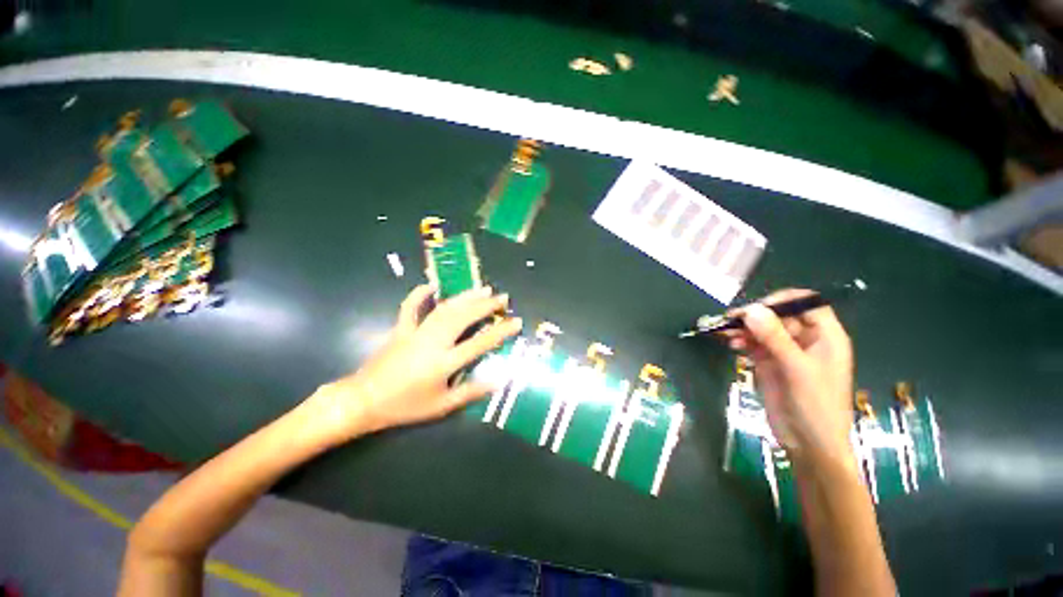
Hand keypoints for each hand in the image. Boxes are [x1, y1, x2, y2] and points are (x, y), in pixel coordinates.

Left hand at [306, 284, 521, 444]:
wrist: (364, 401)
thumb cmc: (406, 406)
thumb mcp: (442, 406)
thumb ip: (471, 392)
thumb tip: (499, 381)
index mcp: (444, 363)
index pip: (480, 343)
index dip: (500, 331)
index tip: (516, 321)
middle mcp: (433, 342)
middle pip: (464, 318)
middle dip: (486, 306)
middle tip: (503, 297)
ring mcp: (416, 332)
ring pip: (445, 309)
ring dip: (465, 297)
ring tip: (483, 289)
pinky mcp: (401, 329)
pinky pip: (410, 307)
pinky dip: (420, 295)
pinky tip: (431, 285)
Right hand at [721, 289, 854, 467]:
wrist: (808, 444)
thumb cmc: (815, 406)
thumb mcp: (797, 369)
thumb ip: (775, 338)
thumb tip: (751, 309)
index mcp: (824, 336)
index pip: (806, 304)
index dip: (783, 301)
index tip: (757, 308)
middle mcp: (805, 340)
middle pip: (778, 316)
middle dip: (755, 316)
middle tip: (730, 320)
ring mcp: (785, 352)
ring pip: (762, 329)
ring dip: (743, 329)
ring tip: (726, 334)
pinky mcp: (769, 363)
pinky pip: (753, 344)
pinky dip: (741, 342)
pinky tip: (731, 345)